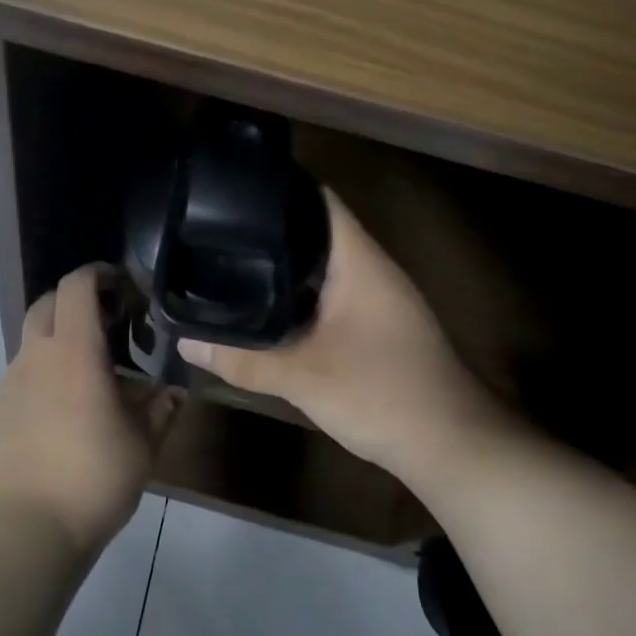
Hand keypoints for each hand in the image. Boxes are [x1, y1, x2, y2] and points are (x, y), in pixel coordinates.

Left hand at [0, 264, 180, 555]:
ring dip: (58, 345)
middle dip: (74, 302)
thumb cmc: (92, 479)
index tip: (119, 283)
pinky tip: (59, 419)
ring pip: (32, 344)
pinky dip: (41, 381)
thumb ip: (160, 410)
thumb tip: (171, 392)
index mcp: (73, 351)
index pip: (76, 285)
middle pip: (47, 304)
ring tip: (87, 381)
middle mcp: (34, 357)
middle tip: (105, 324)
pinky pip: (20, 381)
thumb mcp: (142, 446)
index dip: (97, 273)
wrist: (21, 533)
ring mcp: (7, 385)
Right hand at [179, 189, 511, 487]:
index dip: (279, 188)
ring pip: (322, 265)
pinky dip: (298, 293)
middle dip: (269, 230)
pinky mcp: (375, 324)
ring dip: (283, 264)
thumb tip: (184, 343)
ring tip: (229, 260)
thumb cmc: (383, 395)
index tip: (231, 192)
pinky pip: (329, 293)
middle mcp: (369, 268)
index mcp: (359, 261)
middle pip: (316, 230)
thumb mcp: (304, 378)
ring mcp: (376, 297)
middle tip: (215, 231)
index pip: (319, 200)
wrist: (451, 447)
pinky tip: (264, 306)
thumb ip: (243, 359)